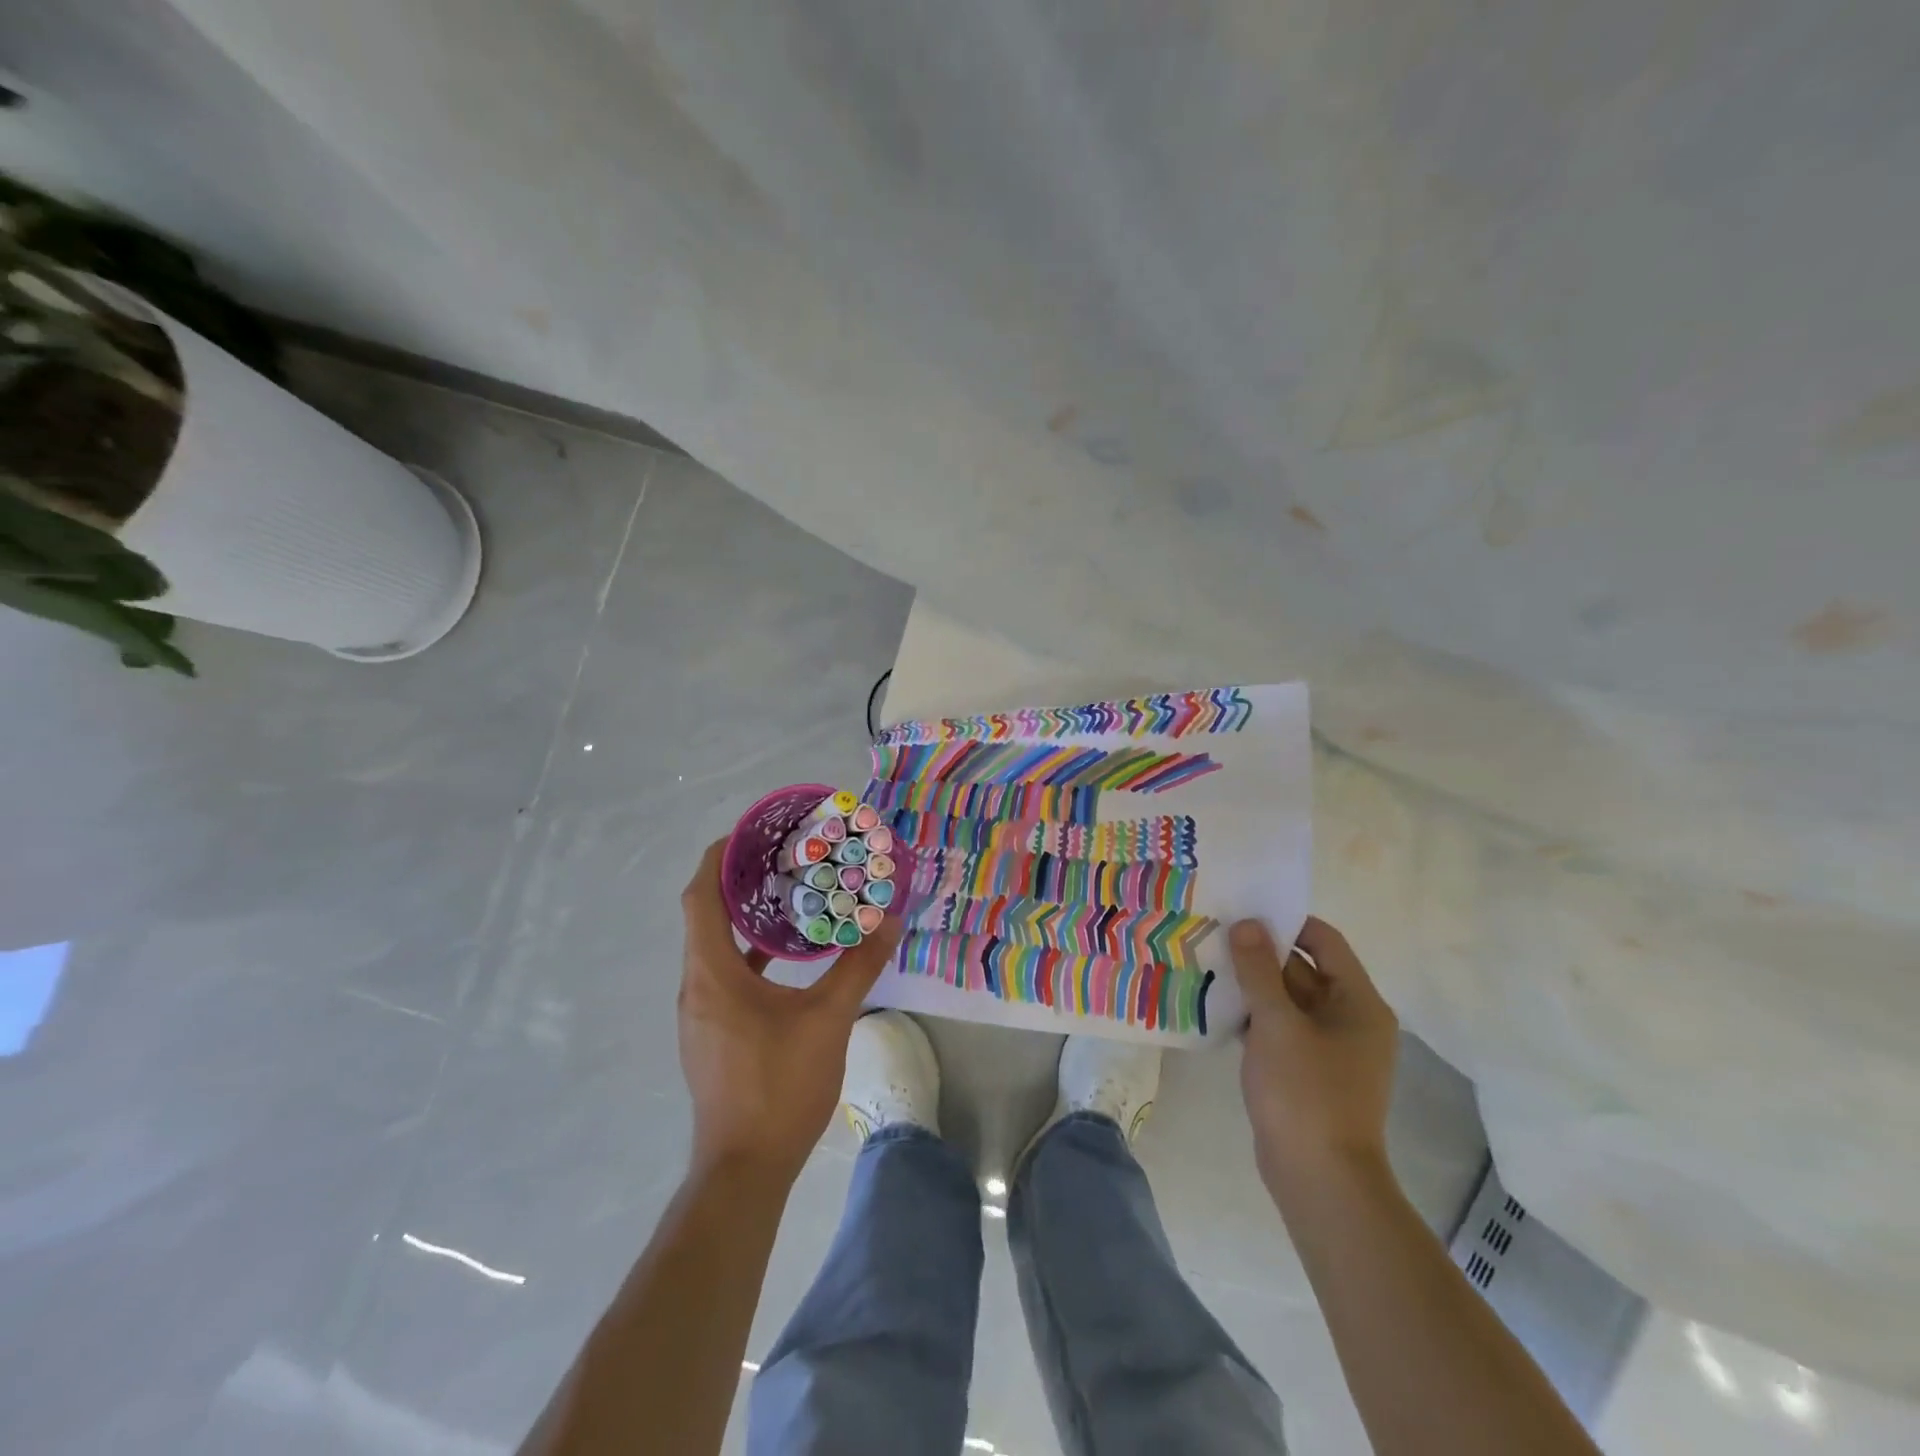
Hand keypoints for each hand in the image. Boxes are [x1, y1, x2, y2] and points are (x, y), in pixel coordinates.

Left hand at [678, 839, 902, 1185]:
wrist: (744, 1169)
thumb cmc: (780, 1086)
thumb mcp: (829, 1020)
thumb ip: (859, 966)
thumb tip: (888, 922)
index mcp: (713, 973)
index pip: (700, 896)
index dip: (718, 857)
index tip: (750, 832)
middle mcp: (696, 986)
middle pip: (704, 915)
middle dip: (737, 880)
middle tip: (781, 855)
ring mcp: (700, 1012)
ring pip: (714, 946)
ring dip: (743, 917)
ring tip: (786, 894)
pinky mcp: (711, 1033)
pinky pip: (723, 974)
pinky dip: (748, 953)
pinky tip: (784, 956)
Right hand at [1229, 915, 1398, 1192]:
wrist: (1319, 1180)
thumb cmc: (1305, 1093)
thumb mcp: (1276, 1024)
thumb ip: (1258, 970)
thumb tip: (1247, 923)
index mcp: (1358, 1002)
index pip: (1324, 941)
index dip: (1286, 923)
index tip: (1243, 912)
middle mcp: (1349, 1019)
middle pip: (1303, 969)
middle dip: (1260, 953)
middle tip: (1214, 934)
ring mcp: (1328, 1048)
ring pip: (1287, 1000)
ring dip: (1252, 985)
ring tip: (1207, 964)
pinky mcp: (1305, 1071)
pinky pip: (1278, 1028)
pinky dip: (1252, 1016)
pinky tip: (1215, 1008)